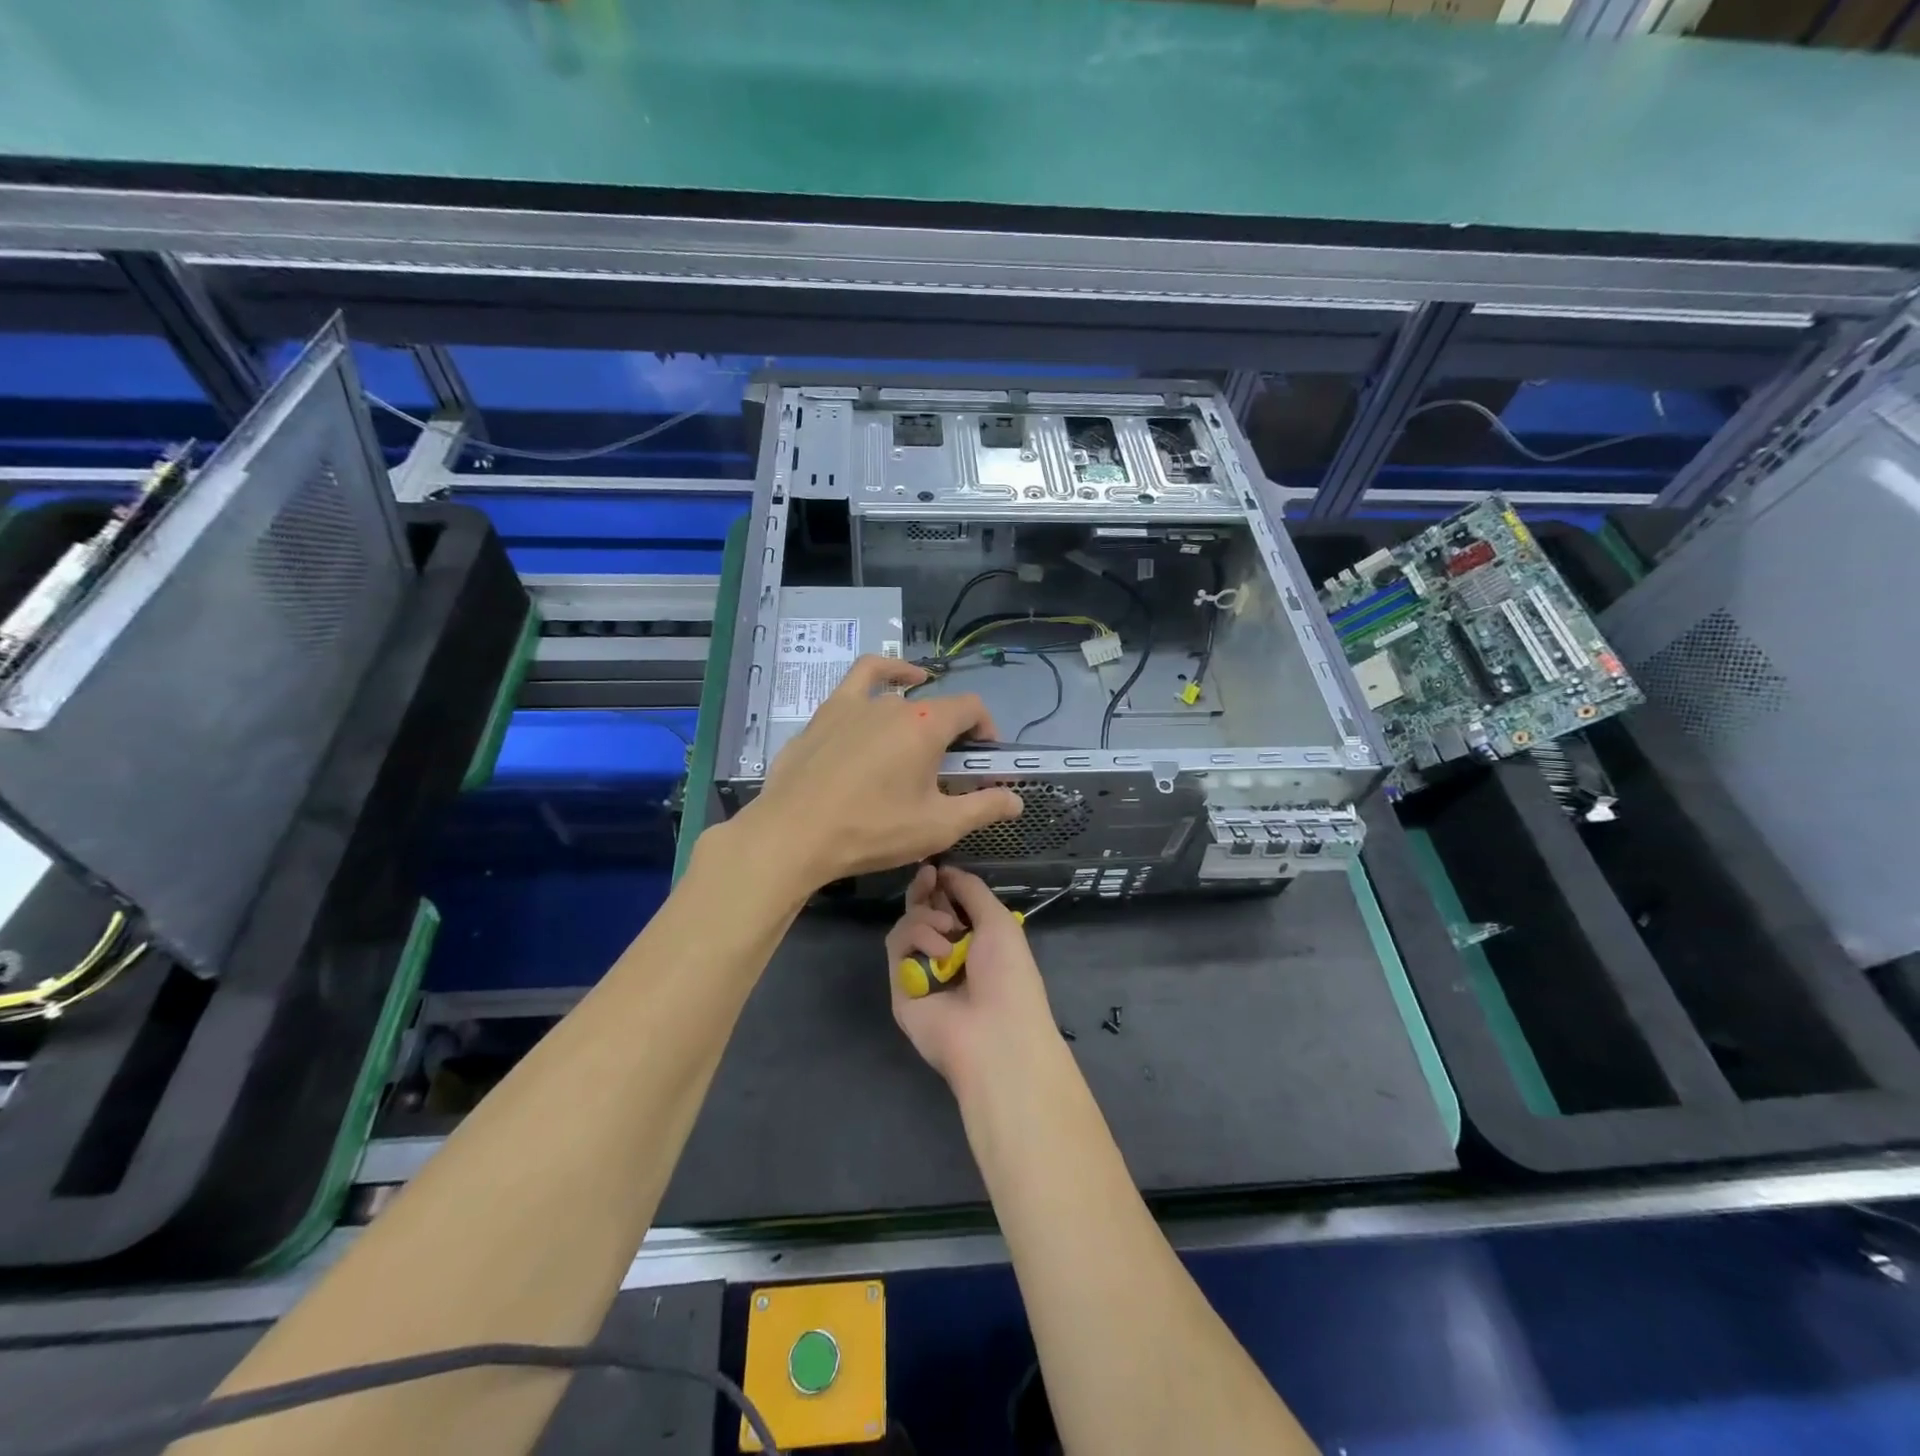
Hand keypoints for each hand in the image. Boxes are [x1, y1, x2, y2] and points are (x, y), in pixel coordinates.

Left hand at [745, 656, 1023, 887]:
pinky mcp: (826, 713)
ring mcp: (855, 703)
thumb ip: (983, 808)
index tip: (984, 759)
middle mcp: (894, 704)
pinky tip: (893, 683)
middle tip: (946, 775)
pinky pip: (861, 678)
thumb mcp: (937, 827)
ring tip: (918, 746)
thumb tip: (1016, 799)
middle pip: (937, 709)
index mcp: (926, 726)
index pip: (971, 709)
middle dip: (952, 736)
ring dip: (918, 719)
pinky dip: (885, 673)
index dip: (986, 730)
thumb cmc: (871, 830)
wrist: (794, 835)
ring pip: (900, 700)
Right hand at [889, 865, 1058, 1090]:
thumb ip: (971, 890)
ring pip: (907, 924)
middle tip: (927, 877)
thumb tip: (946, 870)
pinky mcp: (899, 986)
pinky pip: (897, 946)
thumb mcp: (998, 921)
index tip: (936, 868)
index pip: (949, 905)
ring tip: (948, 931)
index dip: (942, 885)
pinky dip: (917, 938)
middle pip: (922, 911)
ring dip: (926, 918)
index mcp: (975, 941)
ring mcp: (921, 970)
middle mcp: (946, 954)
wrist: (994, 1032)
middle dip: (924, 891)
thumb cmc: (1008, 974)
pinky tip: (939, 951)